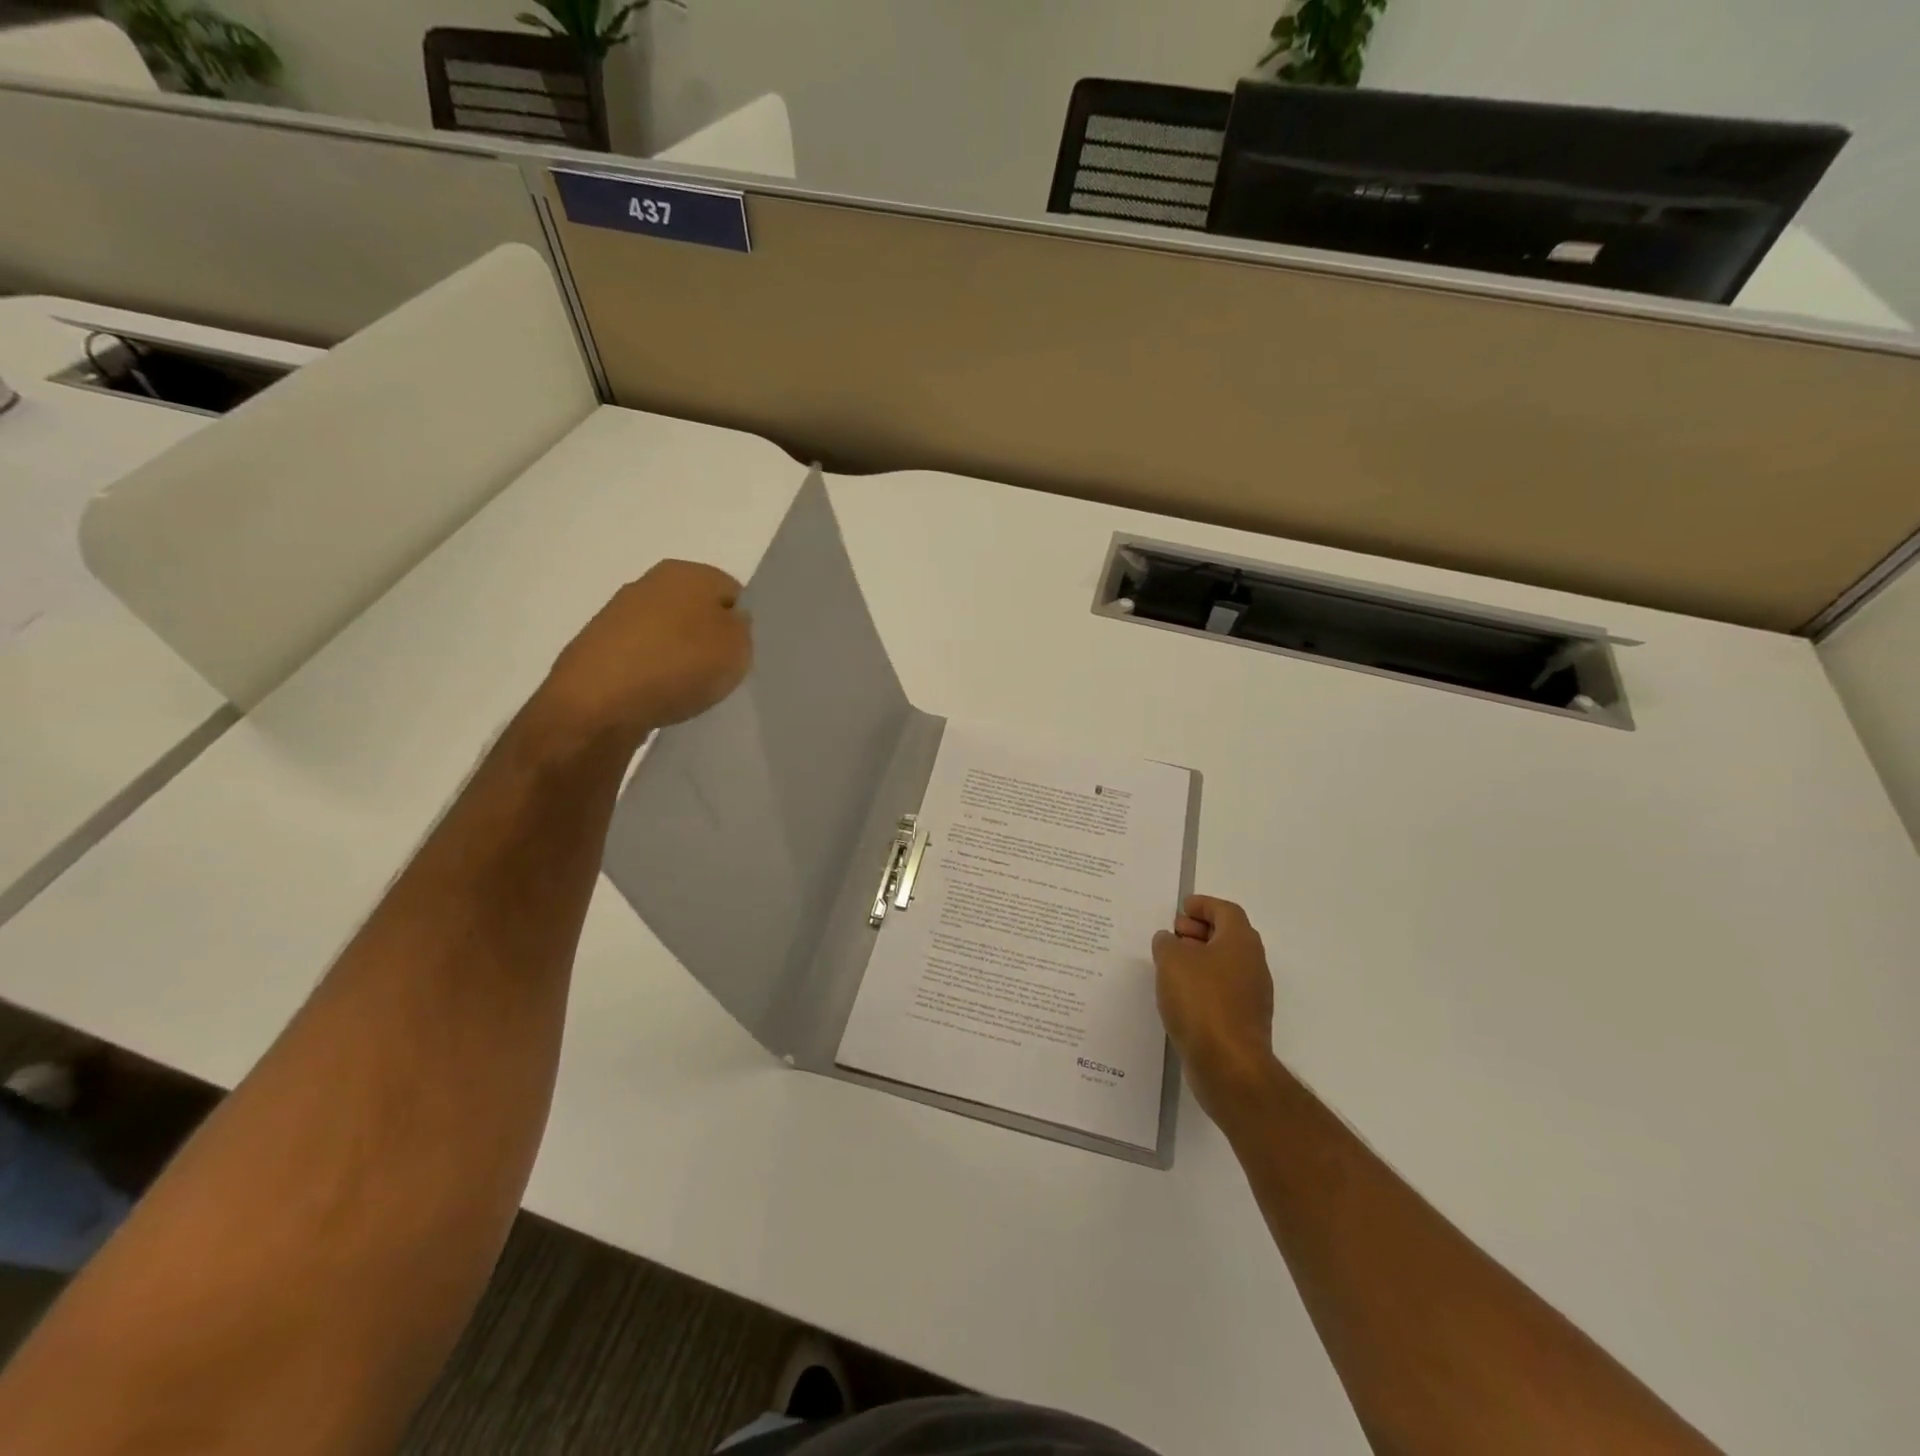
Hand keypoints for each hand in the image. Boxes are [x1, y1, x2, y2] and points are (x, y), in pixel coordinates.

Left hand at [533, 560, 751, 753]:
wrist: (600, 701)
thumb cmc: (680, 664)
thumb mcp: (738, 648)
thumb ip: (742, 628)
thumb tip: (728, 621)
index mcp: (689, 572)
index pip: (731, 590)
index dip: (740, 622)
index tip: (740, 652)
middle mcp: (651, 582)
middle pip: (696, 609)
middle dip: (707, 636)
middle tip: (717, 670)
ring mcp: (619, 612)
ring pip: (667, 632)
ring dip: (679, 654)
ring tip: (686, 687)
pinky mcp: (598, 645)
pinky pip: (641, 655)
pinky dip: (652, 671)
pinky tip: (657, 694)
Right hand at [1152, 896, 1279, 1120]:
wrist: (1229, 1065)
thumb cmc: (1201, 1001)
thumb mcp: (1172, 961)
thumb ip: (1167, 943)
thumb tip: (1169, 940)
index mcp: (1240, 941)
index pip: (1225, 911)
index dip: (1203, 905)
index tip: (1181, 909)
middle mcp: (1253, 964)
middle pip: (1228, 936)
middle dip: (1199, 931)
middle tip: (1173, 934)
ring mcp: (1252, 995)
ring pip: (1225, 964)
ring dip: (1199, 959)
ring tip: (1169, 965)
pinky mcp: (1244, 1021)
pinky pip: (1223, 990)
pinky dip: (1202, 984)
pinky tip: (1179, 995)